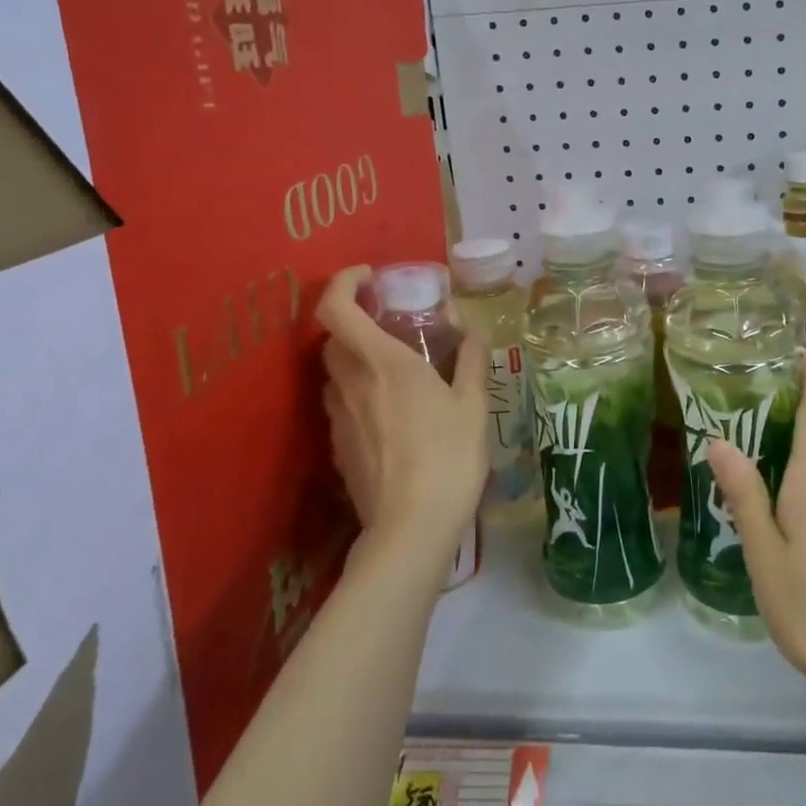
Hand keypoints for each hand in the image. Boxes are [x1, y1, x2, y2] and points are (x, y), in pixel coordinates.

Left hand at [315, 266, 489, 558]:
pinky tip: (392, 417)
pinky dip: (359, 397)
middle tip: (389, 326)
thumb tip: (472, 333)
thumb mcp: (472, 404)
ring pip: (335, 374)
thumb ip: (469, 362)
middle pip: (333, 339)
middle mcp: (351, 384)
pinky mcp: (338, 448)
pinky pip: (342, 407)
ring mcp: (339, 418)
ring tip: (394, 373)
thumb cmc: (449, 456)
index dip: (343, 283)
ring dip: (356, 362)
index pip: (336, 308)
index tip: (369, 277)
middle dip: (355, 324)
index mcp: (383, 363)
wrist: (412, 527)